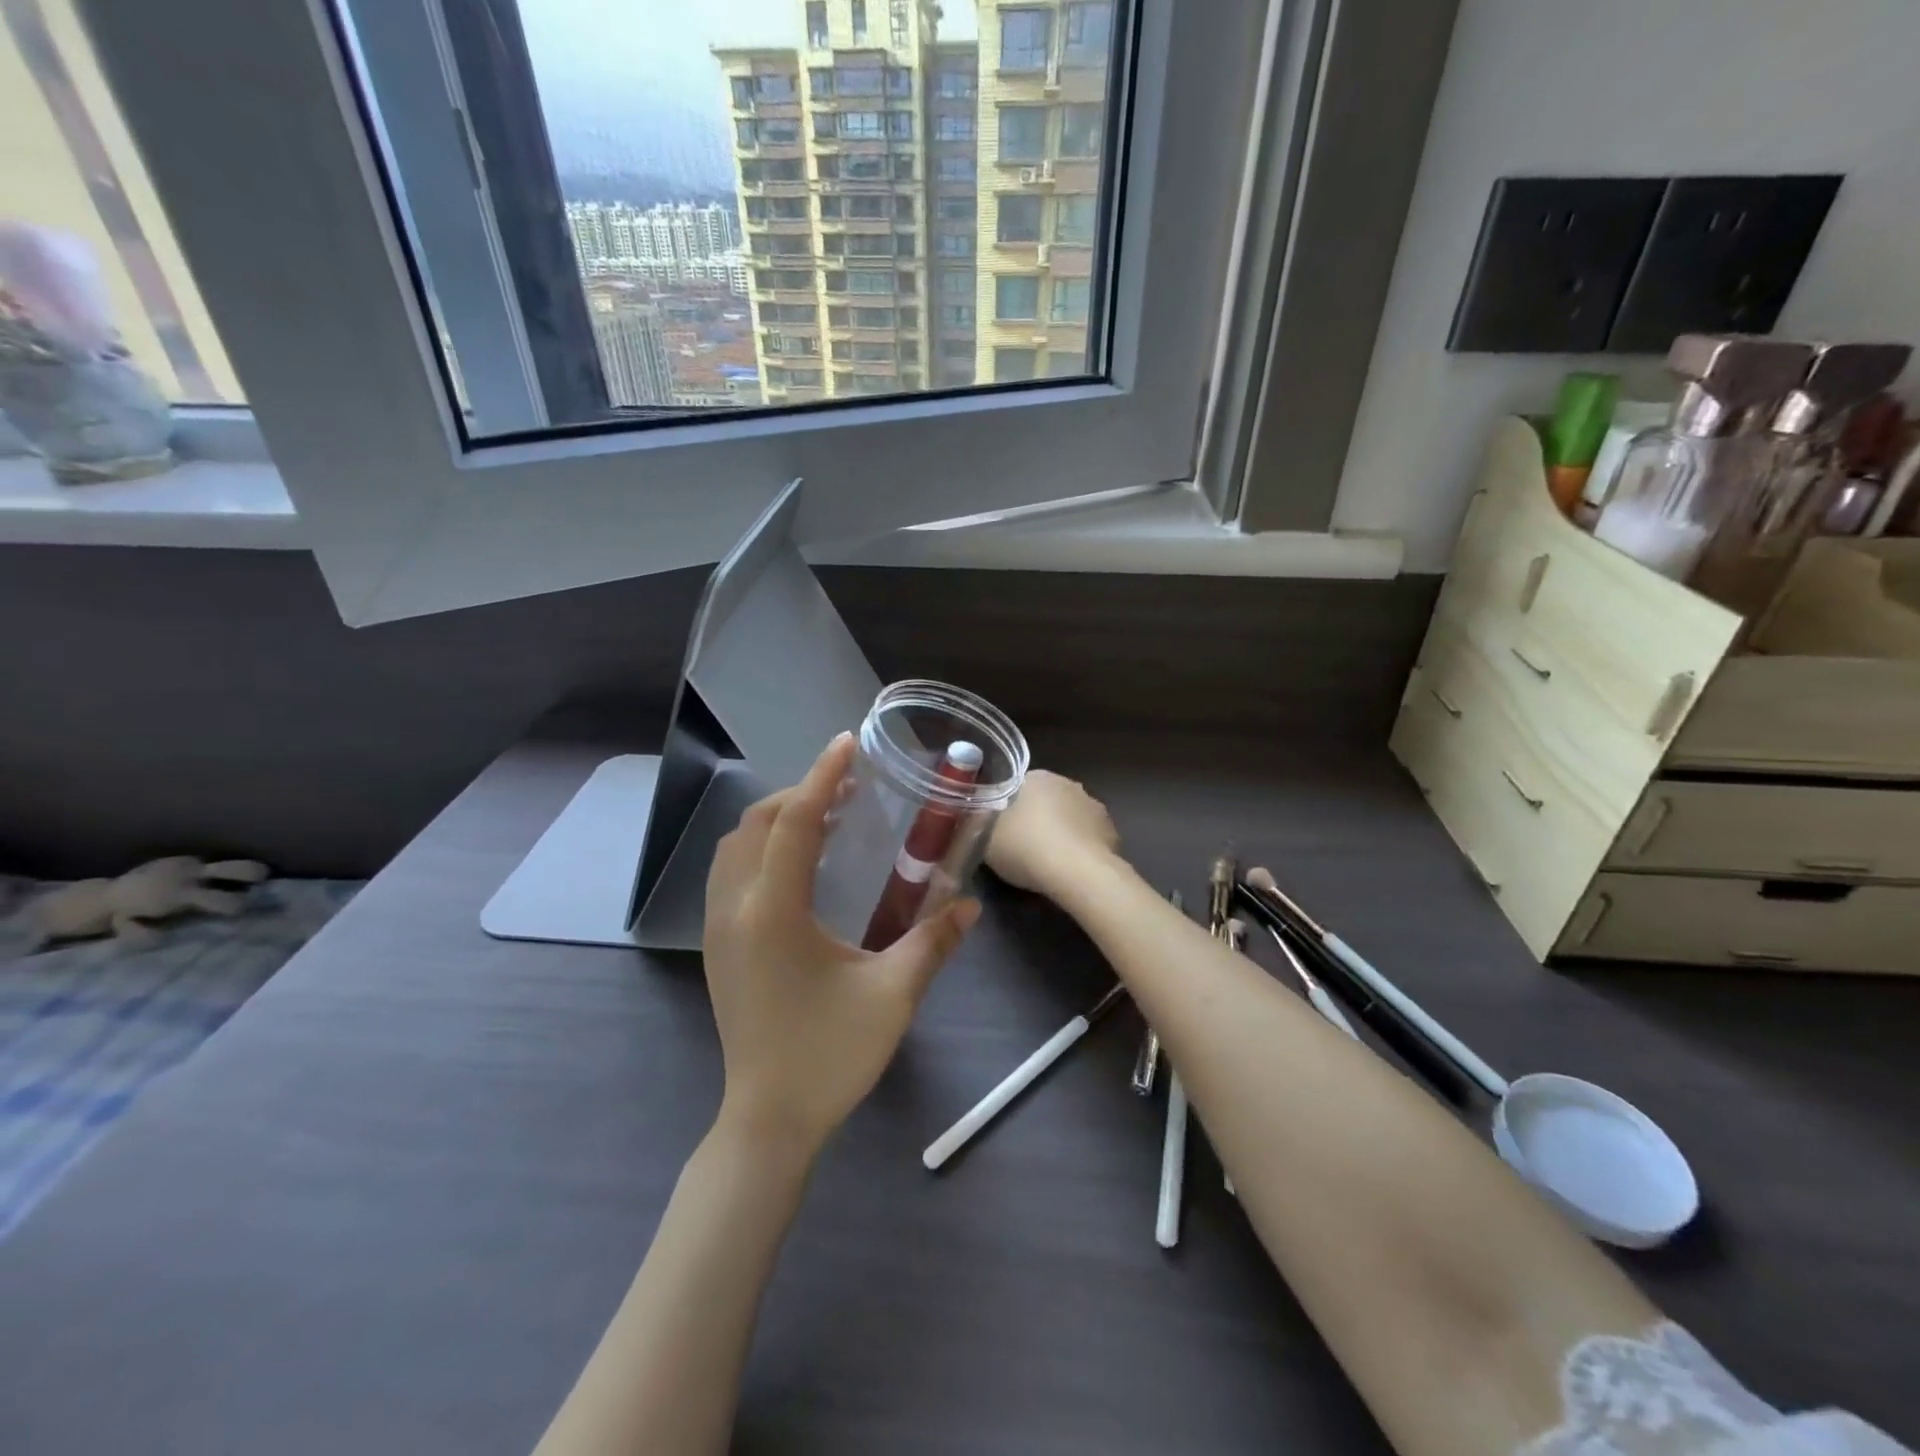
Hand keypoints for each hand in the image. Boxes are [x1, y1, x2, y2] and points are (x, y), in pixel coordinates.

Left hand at [703, 734, 979, 1157]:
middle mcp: (735, 908)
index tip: (847, 744)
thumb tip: (971, 904)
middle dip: (800, 794)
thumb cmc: (830, 1055)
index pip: (795, 821)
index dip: (823, 776)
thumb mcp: (892, 995)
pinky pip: (730, 873)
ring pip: (736, 847)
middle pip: (757, 823)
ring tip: (825, 821)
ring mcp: (718, 928)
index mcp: (773, 910)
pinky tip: (800, 867)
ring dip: (776, 820)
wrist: (768, 1120)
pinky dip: (761, 849)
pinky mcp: (718, 947)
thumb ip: (933, 941)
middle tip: (848, 790)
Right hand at [985, 770, 1121, 898]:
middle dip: (1036, 818)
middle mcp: (1068, 783)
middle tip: (1021, 847)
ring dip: (1060, 833)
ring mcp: (1094, 806)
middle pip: (1045, 800)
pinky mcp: (1112, 832)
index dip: (1007, 808)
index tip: (1001, 829)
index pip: (1018, 786)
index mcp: (1037, 777)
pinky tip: (1070, 870)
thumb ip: (982, 822)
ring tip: (1047, 863)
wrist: (1077, 873)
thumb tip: (983, 818)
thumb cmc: (1025, 846)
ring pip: (1069, 818)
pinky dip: (1079, 849)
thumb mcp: (985, 836)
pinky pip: (1087, 838)